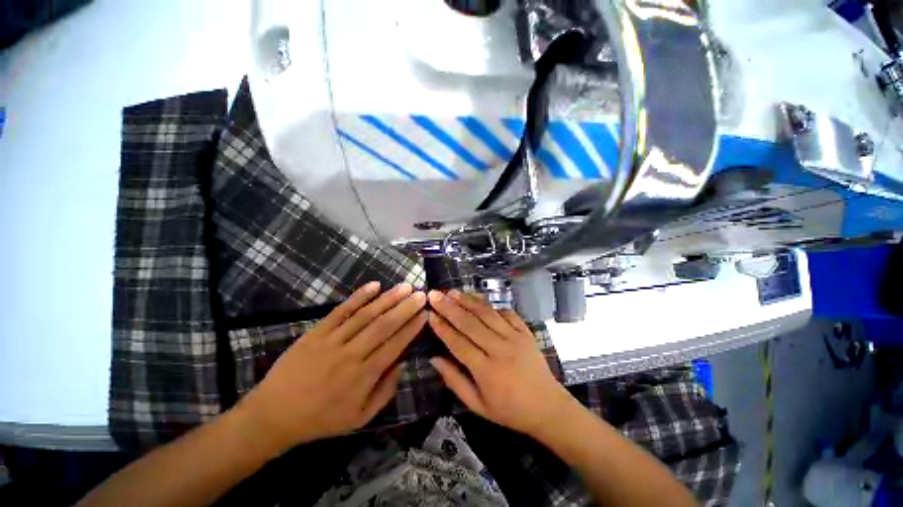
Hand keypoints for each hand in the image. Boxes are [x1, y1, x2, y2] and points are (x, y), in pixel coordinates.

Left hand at [237, 282, 426, 450]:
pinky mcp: (316, 332)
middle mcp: (351, 355)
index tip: (425, 313)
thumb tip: (402, 363)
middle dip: (405, 308)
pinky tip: (374, 285)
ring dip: (388, 299)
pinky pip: (341, 311)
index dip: (412, 328)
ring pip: (366, 315)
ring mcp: (332, 340)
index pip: (395, 345)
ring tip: (405, 286)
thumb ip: (385, 391)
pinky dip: (358, 297)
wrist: (273, 415)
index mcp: (363, 377)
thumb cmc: (321, 418)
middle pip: (384, 326)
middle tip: (421, 294)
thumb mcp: (360, 418)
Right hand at [427, 290, 575, 436]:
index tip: (430, 313)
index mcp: (486, 371)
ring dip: (468, 301)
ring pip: (487, 314)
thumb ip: (455, 381)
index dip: (442, 328)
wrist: (548, 407)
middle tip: (435, 294)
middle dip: (450, 307)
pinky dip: (491, 305)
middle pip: (470, 324)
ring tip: (452, 292)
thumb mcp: (478, 405)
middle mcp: (500, 349)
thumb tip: (434, 359)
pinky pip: (507, 313)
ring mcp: (515, 338)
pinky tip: (479, 299)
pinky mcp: (526, 332)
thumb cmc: (509, 410)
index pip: (458, 343)